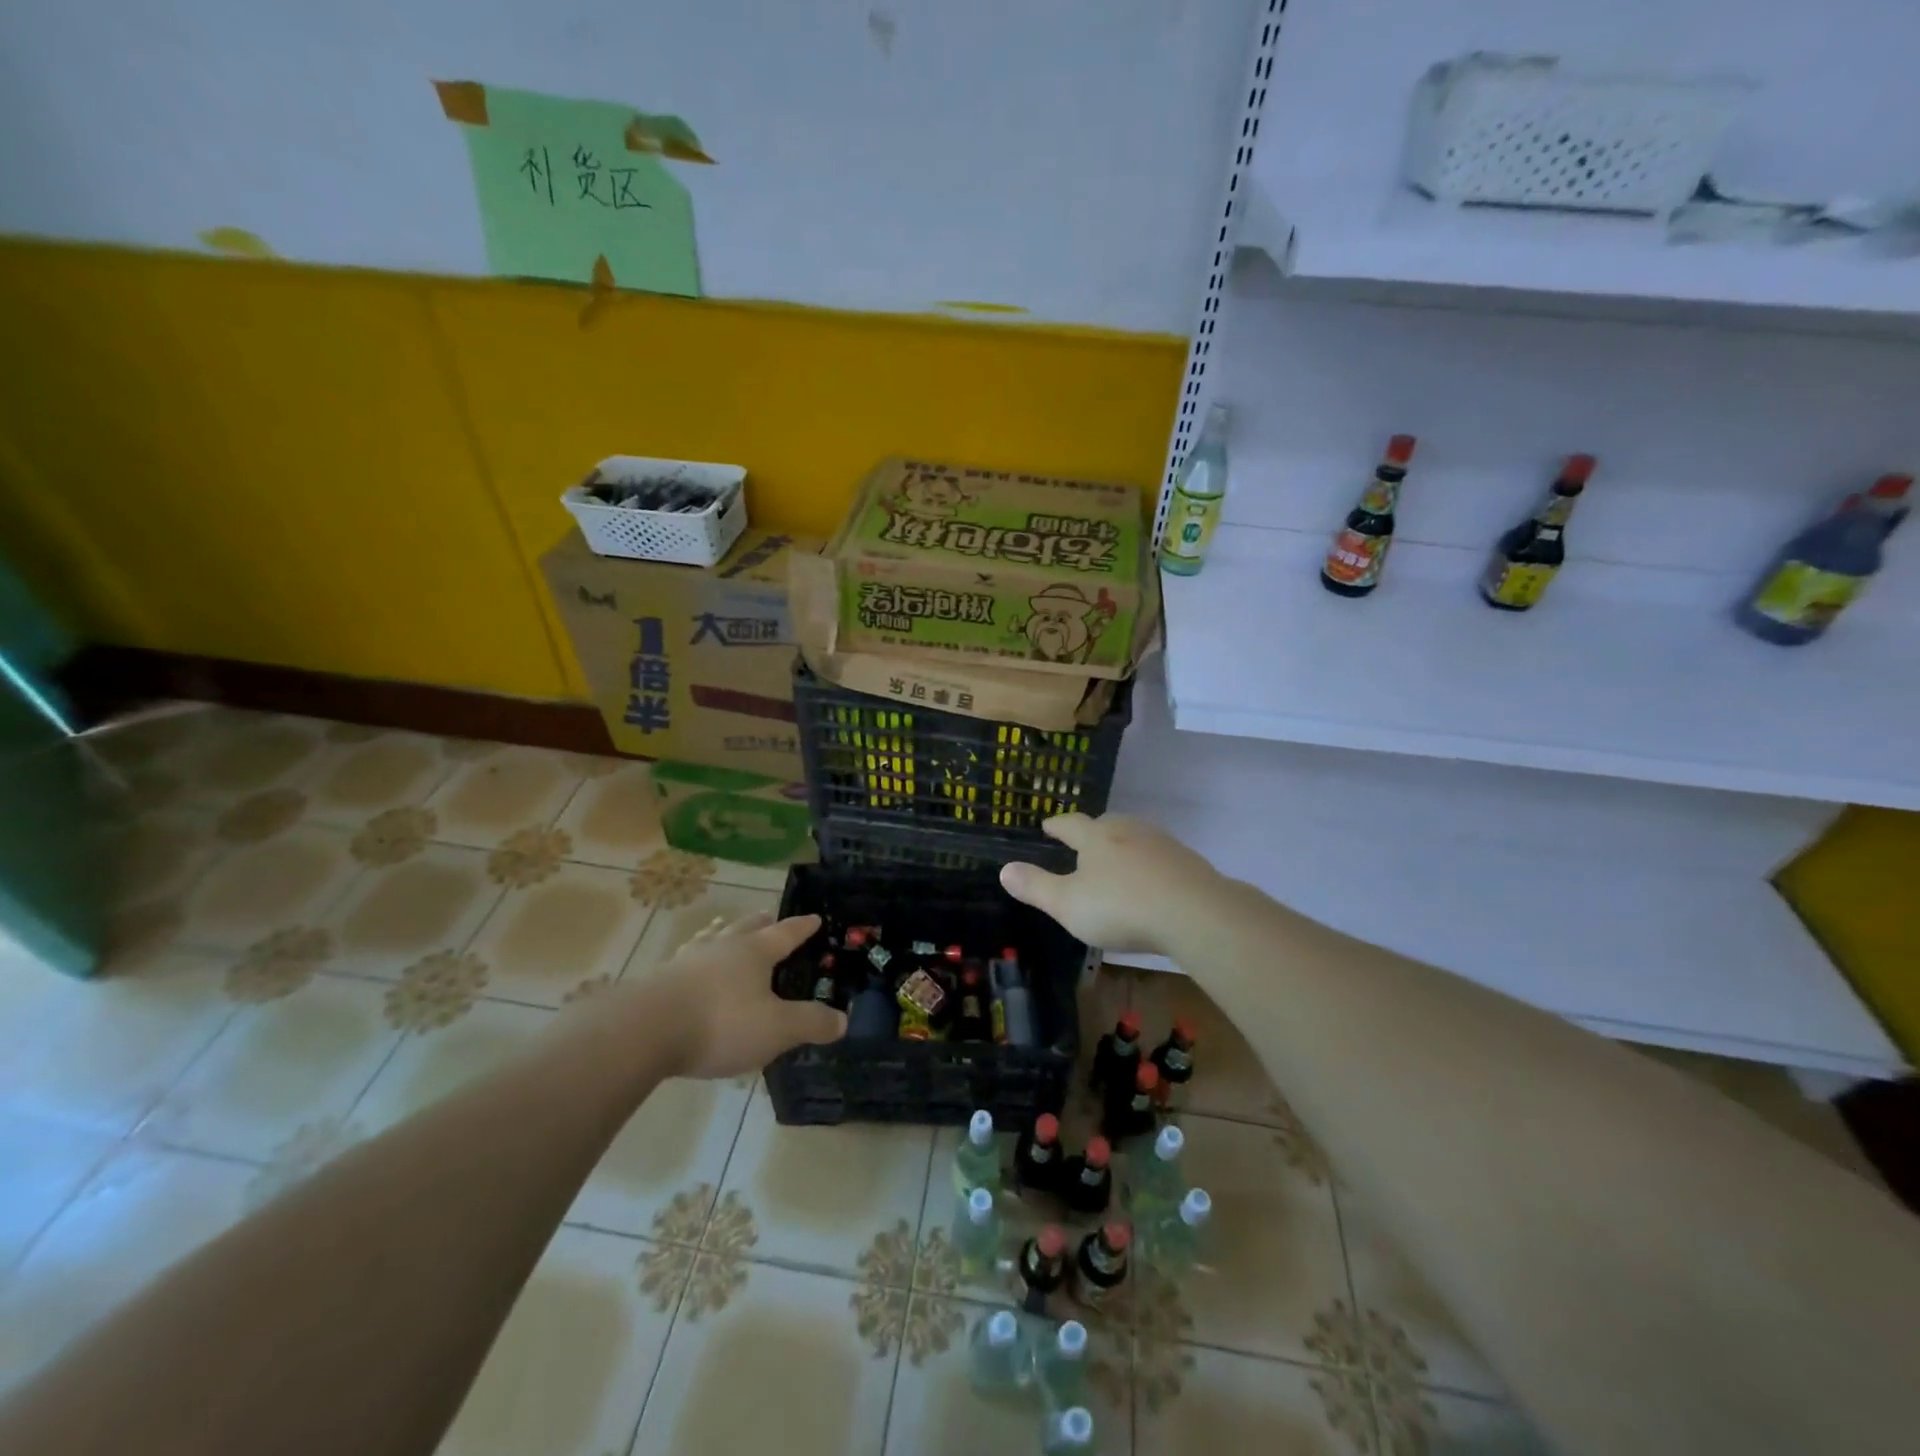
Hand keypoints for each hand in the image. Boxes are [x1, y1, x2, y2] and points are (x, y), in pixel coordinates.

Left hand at [612, 911, 846, 1079]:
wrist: (645, 1031)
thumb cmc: (720, 1023)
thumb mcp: (776, 1029)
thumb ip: (810, 1023)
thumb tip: (843, 1020)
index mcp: (754, 952)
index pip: (785, 933)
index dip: (801, 928)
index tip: (814, 918)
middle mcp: (722, 948)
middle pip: (745, 928)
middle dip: (760, 923)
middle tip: (768, 916)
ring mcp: (687, 961)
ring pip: (711, 938)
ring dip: (722, 933)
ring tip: (723, 928)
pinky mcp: (659, 981)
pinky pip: (685, 961)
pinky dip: (695, 959)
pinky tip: (687, 966)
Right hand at [999, 813, 1220, 955]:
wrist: (1195, 913)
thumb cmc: (1121, 907)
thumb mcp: (1067, 904)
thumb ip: (1035, 887)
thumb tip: (1004, 869)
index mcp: (1096, 837)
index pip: (1070, 824)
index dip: (1057, 825)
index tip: (1048, 826)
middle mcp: (1128, 831)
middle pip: (1106, 823)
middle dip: (1092, 830)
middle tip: (1083, 841)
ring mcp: (1162, 844)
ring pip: (1136, 836)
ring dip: (1123, 844)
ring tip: (1116, 858)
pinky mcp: (1188, 862)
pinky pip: (1161, 856)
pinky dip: (1150, 863)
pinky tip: (1151, 880)